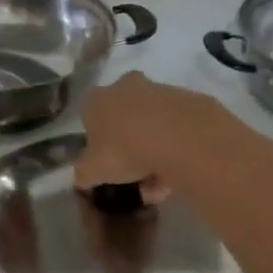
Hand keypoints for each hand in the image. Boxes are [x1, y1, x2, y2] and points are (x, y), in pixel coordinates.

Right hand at [73, 73, 223, 202]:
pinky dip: (175, 148)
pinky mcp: (188, 99)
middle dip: (128, 147)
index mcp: (97, 99)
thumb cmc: (126, 151)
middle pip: (124, 119)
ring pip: (152, 125)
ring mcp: (160, 90)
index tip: (107, 164)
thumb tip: (83, 177)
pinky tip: (178, 174)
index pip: (89, 117)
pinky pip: (176, 128)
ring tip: (160, 186)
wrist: (182, 138)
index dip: (96, 143)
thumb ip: (83, 174)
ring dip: (153, 152)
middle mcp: (126, 86)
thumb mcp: (92, 171)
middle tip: (135, 176)